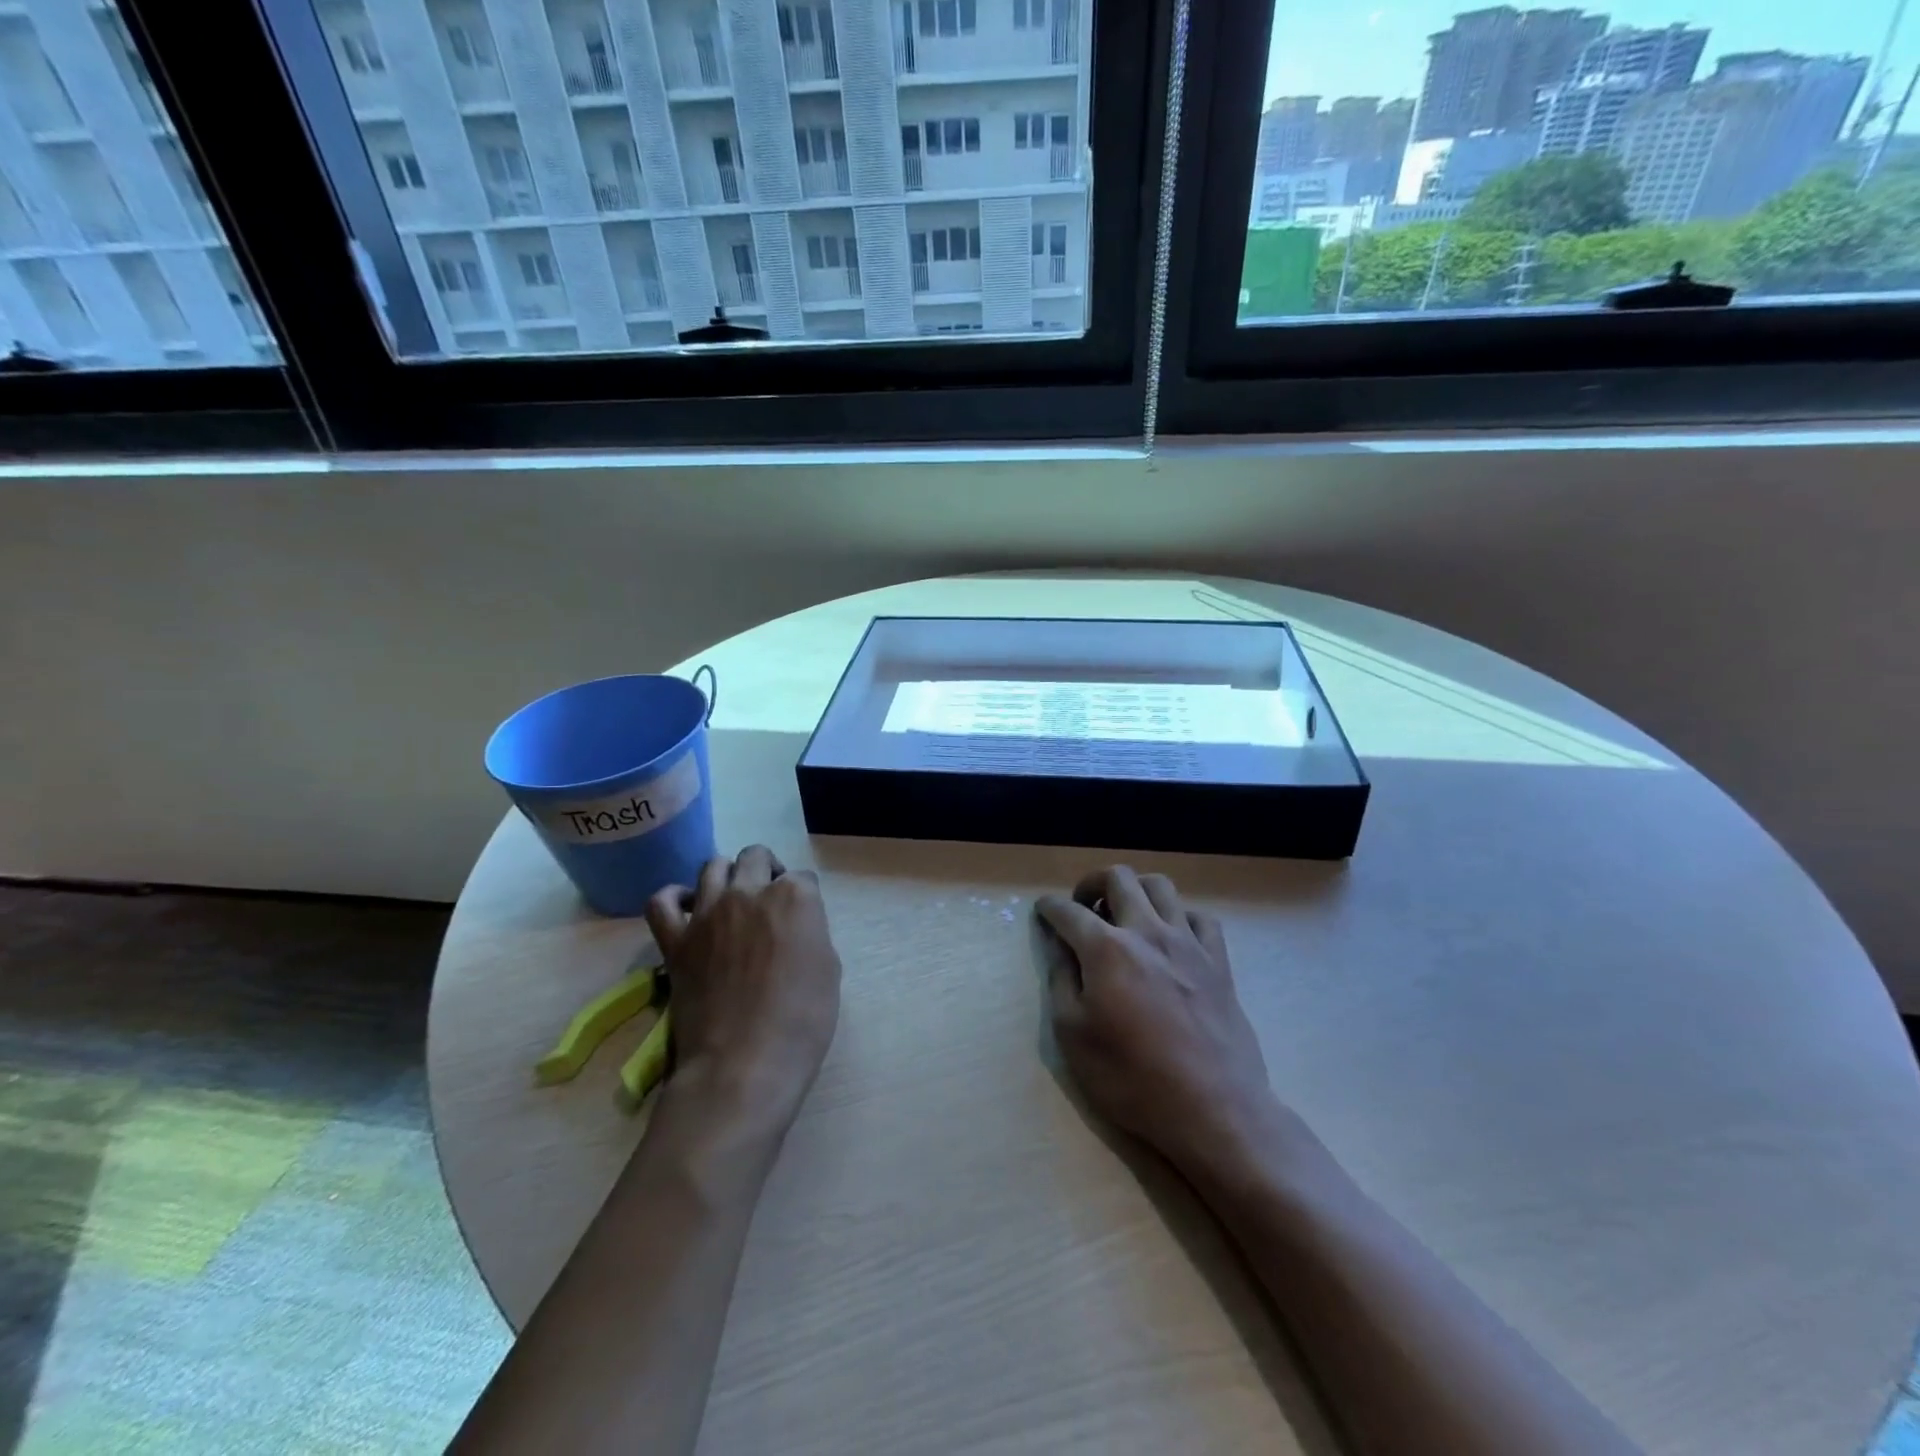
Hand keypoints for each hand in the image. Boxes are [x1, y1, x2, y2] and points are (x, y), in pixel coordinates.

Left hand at [646, 846, 841, 1129]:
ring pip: (713, 866)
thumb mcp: (828, 970)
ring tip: (731, 900)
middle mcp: (749, 892)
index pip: (803, 878)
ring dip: (727, 876)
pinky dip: (675, 898)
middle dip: (766, 870)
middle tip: (769, 902)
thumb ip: (811, 935)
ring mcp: (708, 913)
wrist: (744, 1064)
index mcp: (795, 897)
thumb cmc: (801, 1021)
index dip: (805, 899)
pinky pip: (663, 901)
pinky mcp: (675, 940)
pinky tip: (688, 909)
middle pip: (756, 857)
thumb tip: (795, 931)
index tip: (804, 922)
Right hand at [1037, 867, 1276, 1178]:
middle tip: (1083, 908)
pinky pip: (1200, 917)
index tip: (1043, 911)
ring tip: (1125, 916)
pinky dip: (1179, 917)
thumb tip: (1058, 944)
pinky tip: (1171, 939)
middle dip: (1092, 883)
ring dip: (1136, 891)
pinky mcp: (1219, 961)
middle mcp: (1147, 931)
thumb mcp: (1073, 1035)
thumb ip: (1062, 980)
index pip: (1068, 911)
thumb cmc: (1131, 1078)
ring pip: (1161, 886)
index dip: (1049, 908)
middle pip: (1118, 878)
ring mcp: (1188, 942)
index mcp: (1106, 948)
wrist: (1212, 1109)